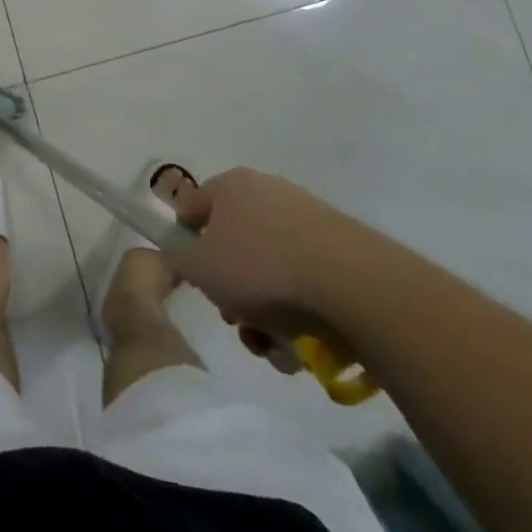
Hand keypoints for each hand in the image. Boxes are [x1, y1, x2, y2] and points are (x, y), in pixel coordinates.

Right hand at [172, 167, 365, 373]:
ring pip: (269, 271)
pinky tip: (302, 347)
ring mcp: (308, 219)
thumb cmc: (261, 267)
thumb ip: (178, 258)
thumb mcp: (200, 268)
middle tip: (237, 319)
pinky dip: (298, 313)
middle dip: (232, 290)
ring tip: (274, 346)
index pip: (193, 208)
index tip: (195, 280)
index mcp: (232, 185)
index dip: (186, 244)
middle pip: (234, 245)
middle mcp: (268, 192)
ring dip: (264, 312)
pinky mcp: (341, 248)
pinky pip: (304, 282)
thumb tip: (182, 253)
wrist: (353, 285)